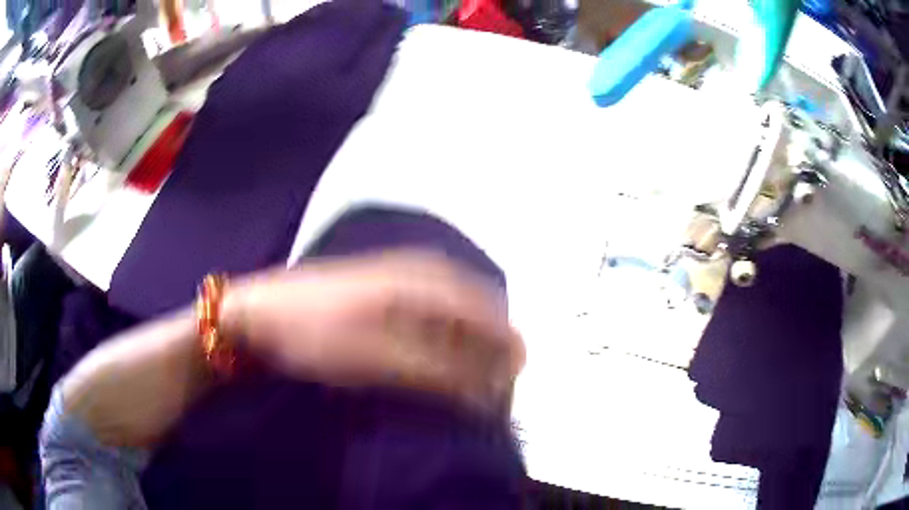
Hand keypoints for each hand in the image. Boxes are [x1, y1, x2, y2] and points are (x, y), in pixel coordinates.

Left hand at [224, 250, 524, 410]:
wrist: (260, 313)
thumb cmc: (316, 334)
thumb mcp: (378, 358)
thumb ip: (437, 371)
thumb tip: (486, 391)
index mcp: (423, 281)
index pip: (487, 314)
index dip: (505, 350)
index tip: (512, 386)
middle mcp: (420, 271)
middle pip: (476, 310)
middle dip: (491, 350)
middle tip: (494, 390)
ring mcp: (400, 276)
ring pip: (455, 312)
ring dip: (468, 347)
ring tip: (472, 382)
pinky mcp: (383, 291)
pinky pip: (431, 313)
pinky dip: (443, 340)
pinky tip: (438, 361)